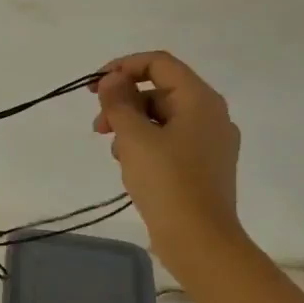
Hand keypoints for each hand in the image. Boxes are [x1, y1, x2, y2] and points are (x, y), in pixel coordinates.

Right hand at [90, 52, 246, 266]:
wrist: (199, 238)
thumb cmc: (167, 182)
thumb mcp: (134, 138)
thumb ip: (119, 103)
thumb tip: (111, 79)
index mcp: (200, 100)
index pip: (159, 63)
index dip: (123, 67)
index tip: (93, 86)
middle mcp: (211, 114)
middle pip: (160, 90)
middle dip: (124, 102)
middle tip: (98, 126)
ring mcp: (210, 141)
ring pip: (162, 117)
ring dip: (131, 126)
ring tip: (115, 153)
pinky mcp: (203, 165)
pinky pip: (170, 140)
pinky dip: (146, 144)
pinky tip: (130, 167)